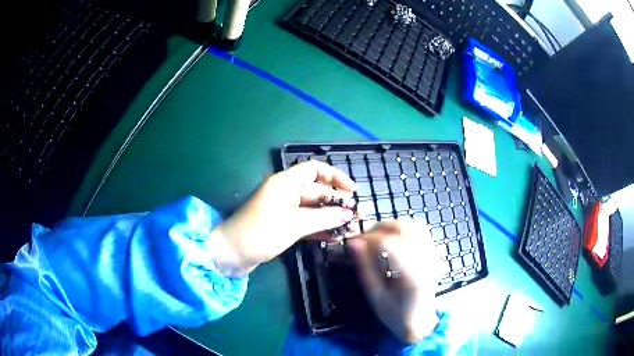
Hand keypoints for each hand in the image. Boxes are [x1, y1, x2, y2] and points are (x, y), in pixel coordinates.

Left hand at [210, 160, 356, 276]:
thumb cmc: (261, 232)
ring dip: (330, 217)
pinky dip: (319, 228)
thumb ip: (324, 217)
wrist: (231, 253)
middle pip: (317, 191)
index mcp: (286, 183)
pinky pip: (306, 223)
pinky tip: (335, 237)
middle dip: (337, 202)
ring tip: (351, 227)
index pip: (315, 169)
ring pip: (313, 209)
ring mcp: (284, 210)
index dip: (336, 177)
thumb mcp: (295, 224)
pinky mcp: (282, 226)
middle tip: (357, 215)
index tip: (353, 191)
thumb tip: (348, 214)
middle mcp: (286, 193)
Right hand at [348, 220, 439, 343]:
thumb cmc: (395, 315)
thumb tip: (354, 243)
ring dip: (393, 226)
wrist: (420, 322)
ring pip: (415, 225)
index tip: (354, 242)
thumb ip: (365, 268)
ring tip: (378, 238)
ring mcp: (432, 256)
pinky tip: (393, 240)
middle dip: (381, 227)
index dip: (369, 238)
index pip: (390, 243)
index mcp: (412, 276)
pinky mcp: (433, 255)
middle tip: (365, 239)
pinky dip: (404, 229)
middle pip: (405, 228)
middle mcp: (426, 261)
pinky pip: (421, 231)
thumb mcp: (375, 296)